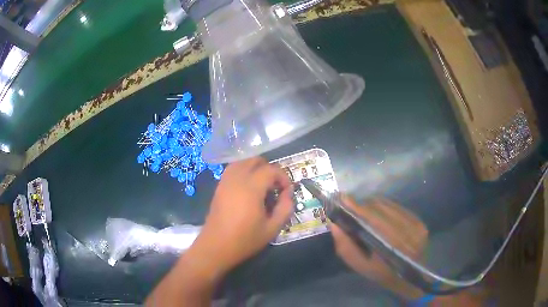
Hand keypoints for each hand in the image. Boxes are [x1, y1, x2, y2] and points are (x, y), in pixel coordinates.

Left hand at [193, 157, 293, 274]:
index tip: (287, 191)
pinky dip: (243, 171)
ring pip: (242, 162)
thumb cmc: (245, 240)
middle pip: (255, 160)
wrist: (216, 247)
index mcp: (251, 188)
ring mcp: (225, 182)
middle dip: (269, 169)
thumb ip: (285, 208)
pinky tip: (248, 188)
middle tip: (275, 187)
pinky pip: (232, 170)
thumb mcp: (272, 228)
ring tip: (262, 185)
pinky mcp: (219, 187)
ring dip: (255, 168)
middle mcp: (237, 179)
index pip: (271, 170)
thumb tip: (288, 193)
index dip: (283, 177)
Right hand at [330, 195, 427, 297]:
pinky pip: (398, 207)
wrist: (409, 277)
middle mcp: (408, 231)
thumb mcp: (360, 266)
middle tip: (352, 210)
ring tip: (365, 213)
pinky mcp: (419, 220)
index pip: (373, 219)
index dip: (357, 207)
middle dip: (363, 206)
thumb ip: (346, 247)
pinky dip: (385, 208)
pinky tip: (380, 215)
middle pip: (381, 208)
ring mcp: (416, 224)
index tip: (342, 198)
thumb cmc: (382, 274)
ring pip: (389, 205)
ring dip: (374, 206)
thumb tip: (334, 224)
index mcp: (393, 246)